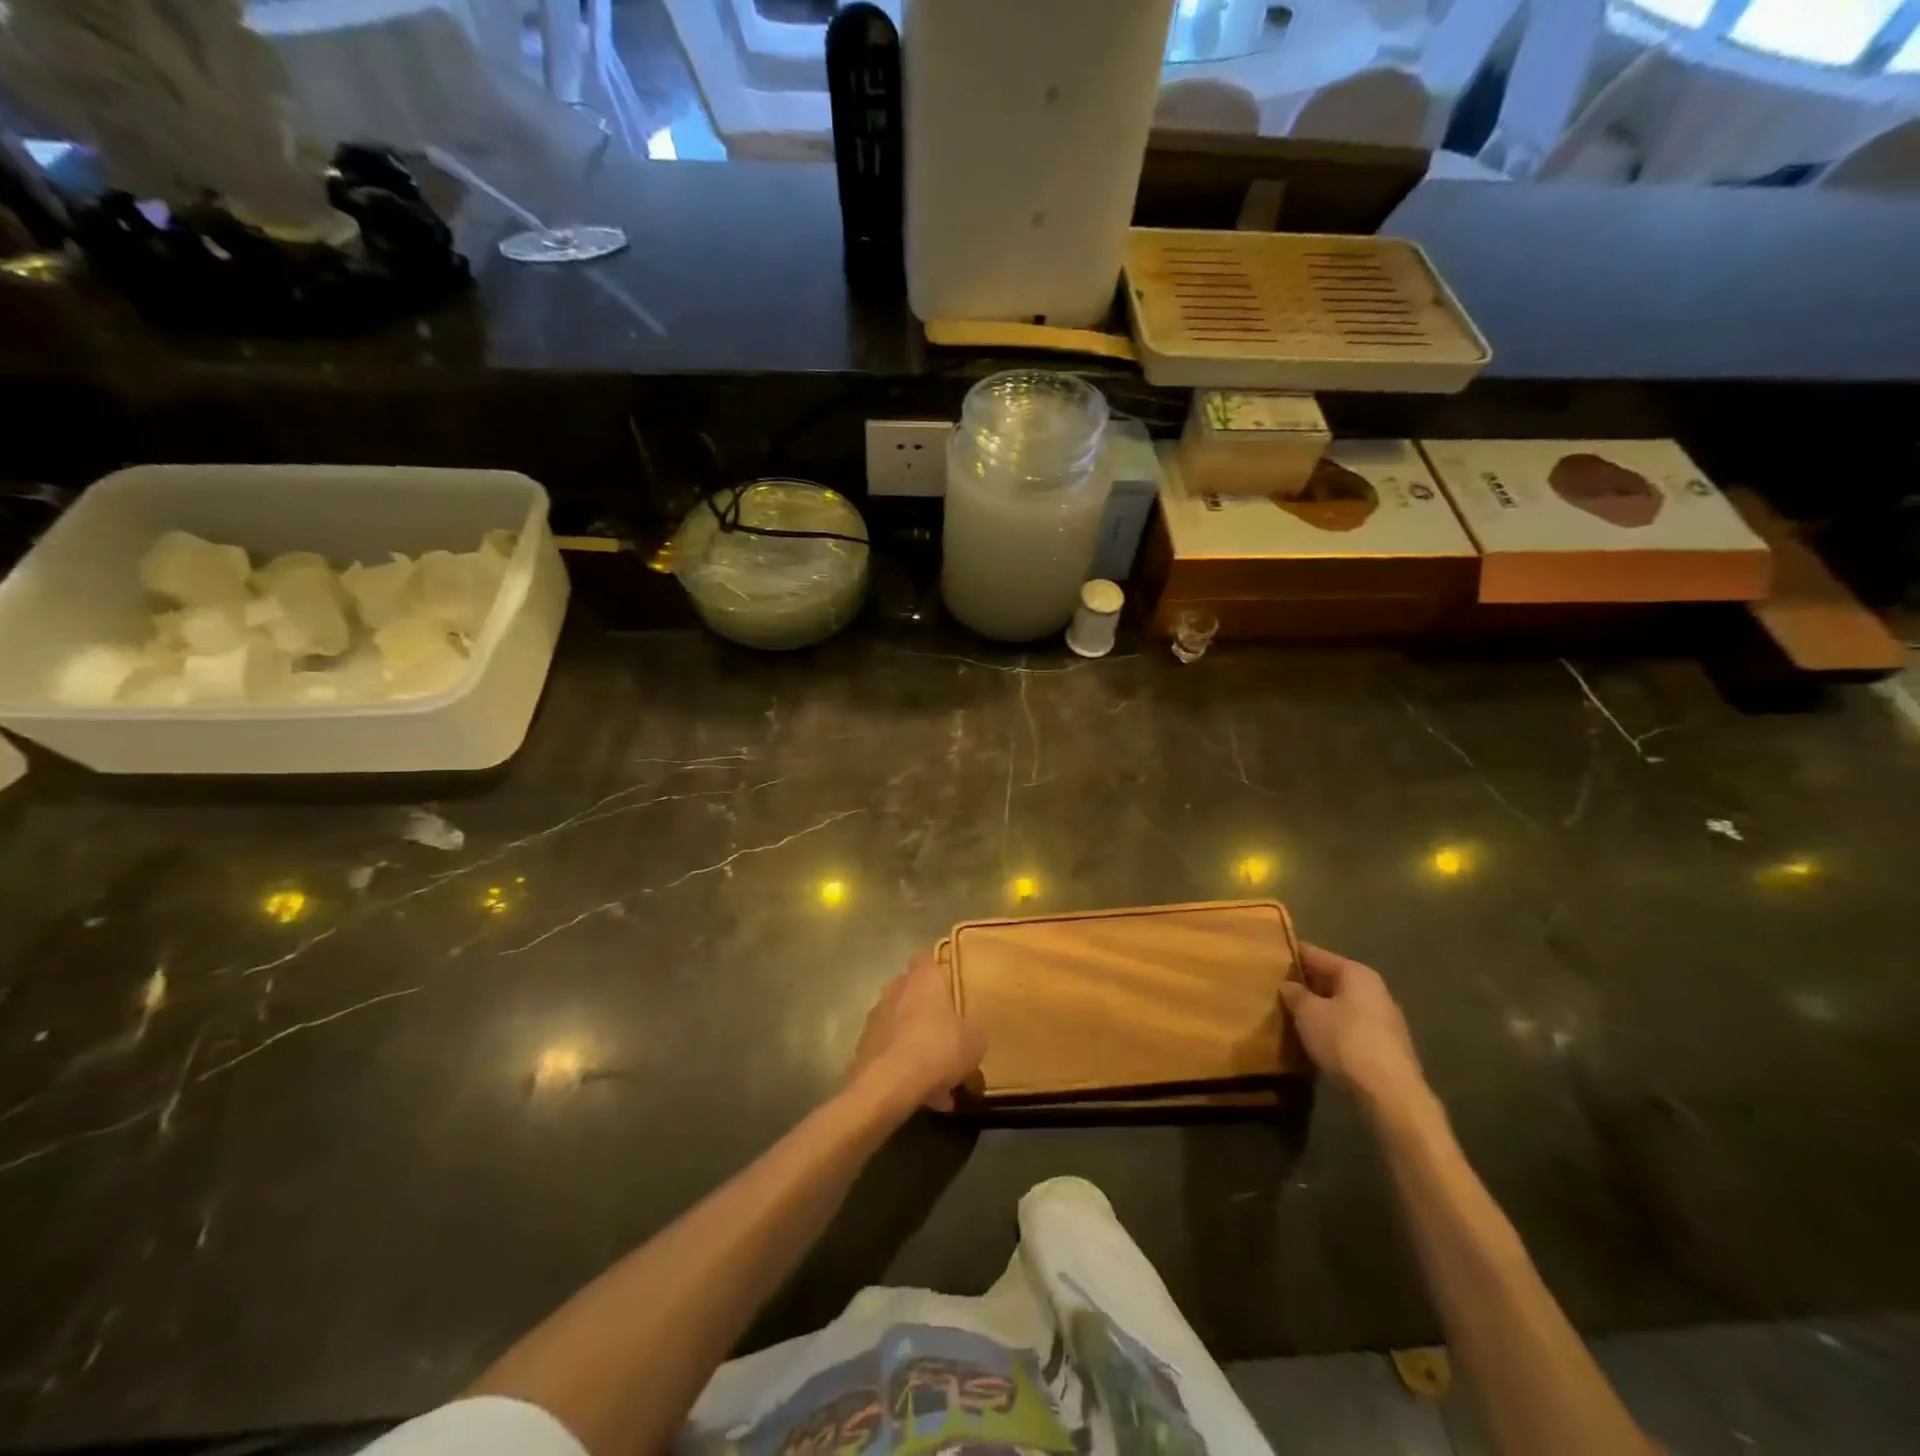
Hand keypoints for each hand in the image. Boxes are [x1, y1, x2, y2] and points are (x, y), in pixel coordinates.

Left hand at [848, 953, 985, 1112]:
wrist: (887, 1086)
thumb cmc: (937, 1049)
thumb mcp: (974, 1042)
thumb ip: (973, 1031)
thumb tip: (971, 1033)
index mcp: (924, 978)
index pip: (928, 959)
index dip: (940, 972)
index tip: (953, 989)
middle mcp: (896, 989)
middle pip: (914, 993)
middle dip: (929, 1012)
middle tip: (949, 1036)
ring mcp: (876, 1017)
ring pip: (902, 1026)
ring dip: (917, 1043)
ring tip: (939, 1078)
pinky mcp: (863, 1046)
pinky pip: (891, 1052)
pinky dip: (904, 1067)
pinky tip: (923, 1094)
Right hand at [1280, 944, 1425, 1109]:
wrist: (1390, 1095)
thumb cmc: (1345, 1041)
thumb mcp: (1308, 1013)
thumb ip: (1295, 994)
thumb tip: (1289, 985)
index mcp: (1356, 973)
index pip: (1316, 954)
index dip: (1292, 955)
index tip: (1269, 957)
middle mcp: (1374, 990)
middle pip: (1331, 979)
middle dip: (1306, 983)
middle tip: (1275, 988)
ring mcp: (1384, 1019)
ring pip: (1342, 1004)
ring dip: (1319, 1008)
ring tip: (1291, 1014)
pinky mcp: (1386, 1047)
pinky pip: (1350, 1026)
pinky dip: (1332, 1027)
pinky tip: (1315, 1038)